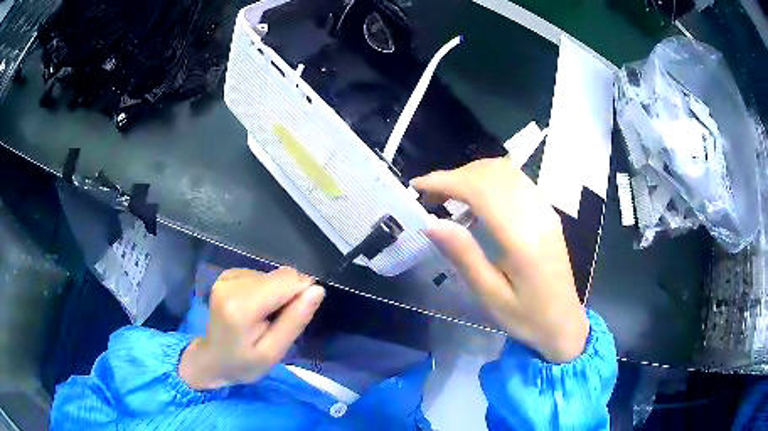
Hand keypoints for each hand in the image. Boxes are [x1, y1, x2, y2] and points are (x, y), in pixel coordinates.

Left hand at [179, 267, 324, 389]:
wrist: (213, 359)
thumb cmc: (244, 363)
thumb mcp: (273, 352)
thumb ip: (294, 321)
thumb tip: (317, 290)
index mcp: (241, 306)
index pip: (287, 281)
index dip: (302, 295)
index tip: (295, 318)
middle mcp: (232, 284)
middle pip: (281, 276)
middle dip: (289, 296)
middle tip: (278, 323)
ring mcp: (227, 276)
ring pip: (273, 275)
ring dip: (277, 294)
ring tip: (264, 318)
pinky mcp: (228, 274)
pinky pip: (261, 275)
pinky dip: (266, 291)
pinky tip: (255, 309)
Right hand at [413, 157, 588, 362]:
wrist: (564, 322)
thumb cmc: (526, 317)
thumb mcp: (491, 296)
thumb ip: (464, 256)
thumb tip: (432, 223)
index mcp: (521, 238)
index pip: (480, 190)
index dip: (445, 181)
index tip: (418, 186)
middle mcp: (536, 214)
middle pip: (492, 173)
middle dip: (455, 176)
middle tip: (430, 195)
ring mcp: (545, 210)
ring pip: (505, 171)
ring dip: (472, 174)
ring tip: (449, 195)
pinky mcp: (547, 212)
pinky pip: (516, 180)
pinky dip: (490, 179)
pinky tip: (477, 199)